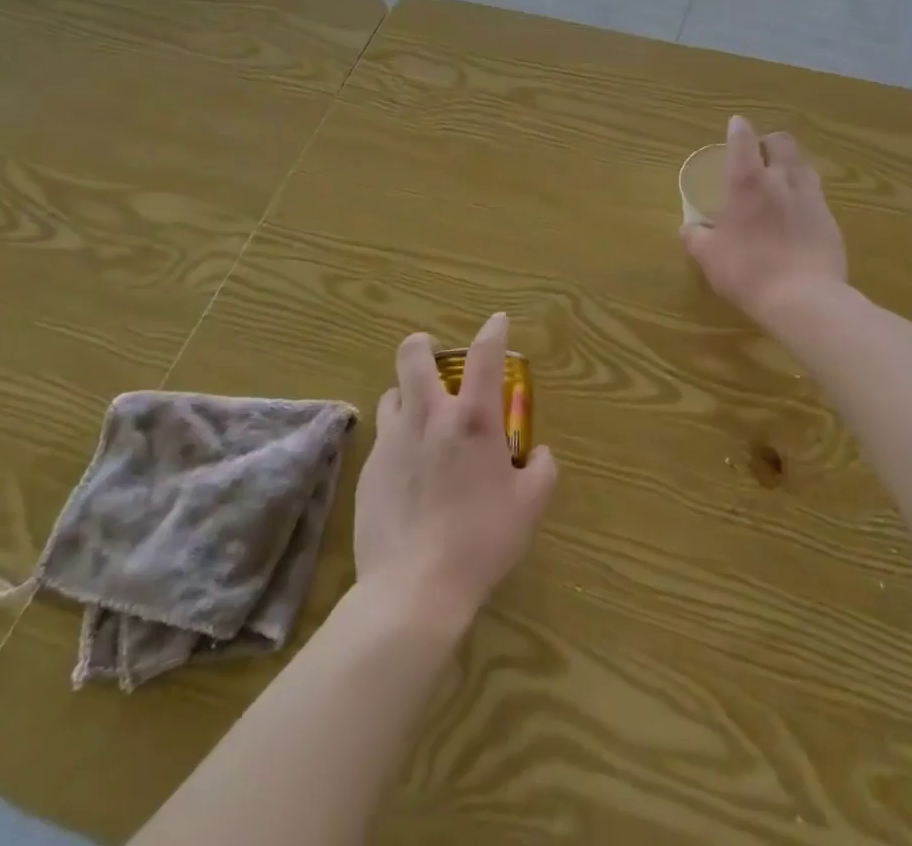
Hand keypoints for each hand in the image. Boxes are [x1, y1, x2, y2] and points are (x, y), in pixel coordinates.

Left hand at [353, 313, 558, 627]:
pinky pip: (383, 436)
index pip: (484, 355)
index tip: (497, 320)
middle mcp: (429, 416)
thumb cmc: (482, 541)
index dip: (493, 330)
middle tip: (437, 358)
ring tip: (421, 416)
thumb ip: (541, 469)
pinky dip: (398, 437)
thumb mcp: (530, 506)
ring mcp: (393, 441)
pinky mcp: (369, 469)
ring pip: (392, 392)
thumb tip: (538, 453)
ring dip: (408, 393)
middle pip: (414, 354)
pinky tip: (408, 469)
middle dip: (425, 345)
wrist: (414, 590)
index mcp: (473, 418)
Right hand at [680, 114, 847, 320]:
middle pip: (782, 143)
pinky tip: (799, 211)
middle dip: (769, 141)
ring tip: (781, 177)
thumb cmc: (748, 271)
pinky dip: (805, 193)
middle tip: (760, 152)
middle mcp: (782, 180)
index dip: (738, 129)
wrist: (805, 299)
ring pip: (804, 164)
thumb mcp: (709, 257)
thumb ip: (696, 237)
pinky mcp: (831, 220)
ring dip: (791, 163)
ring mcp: (811, 198)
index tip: (736, 124)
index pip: (743, 141)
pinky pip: (817, 194)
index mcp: (748, 183)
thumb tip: (687, 228)